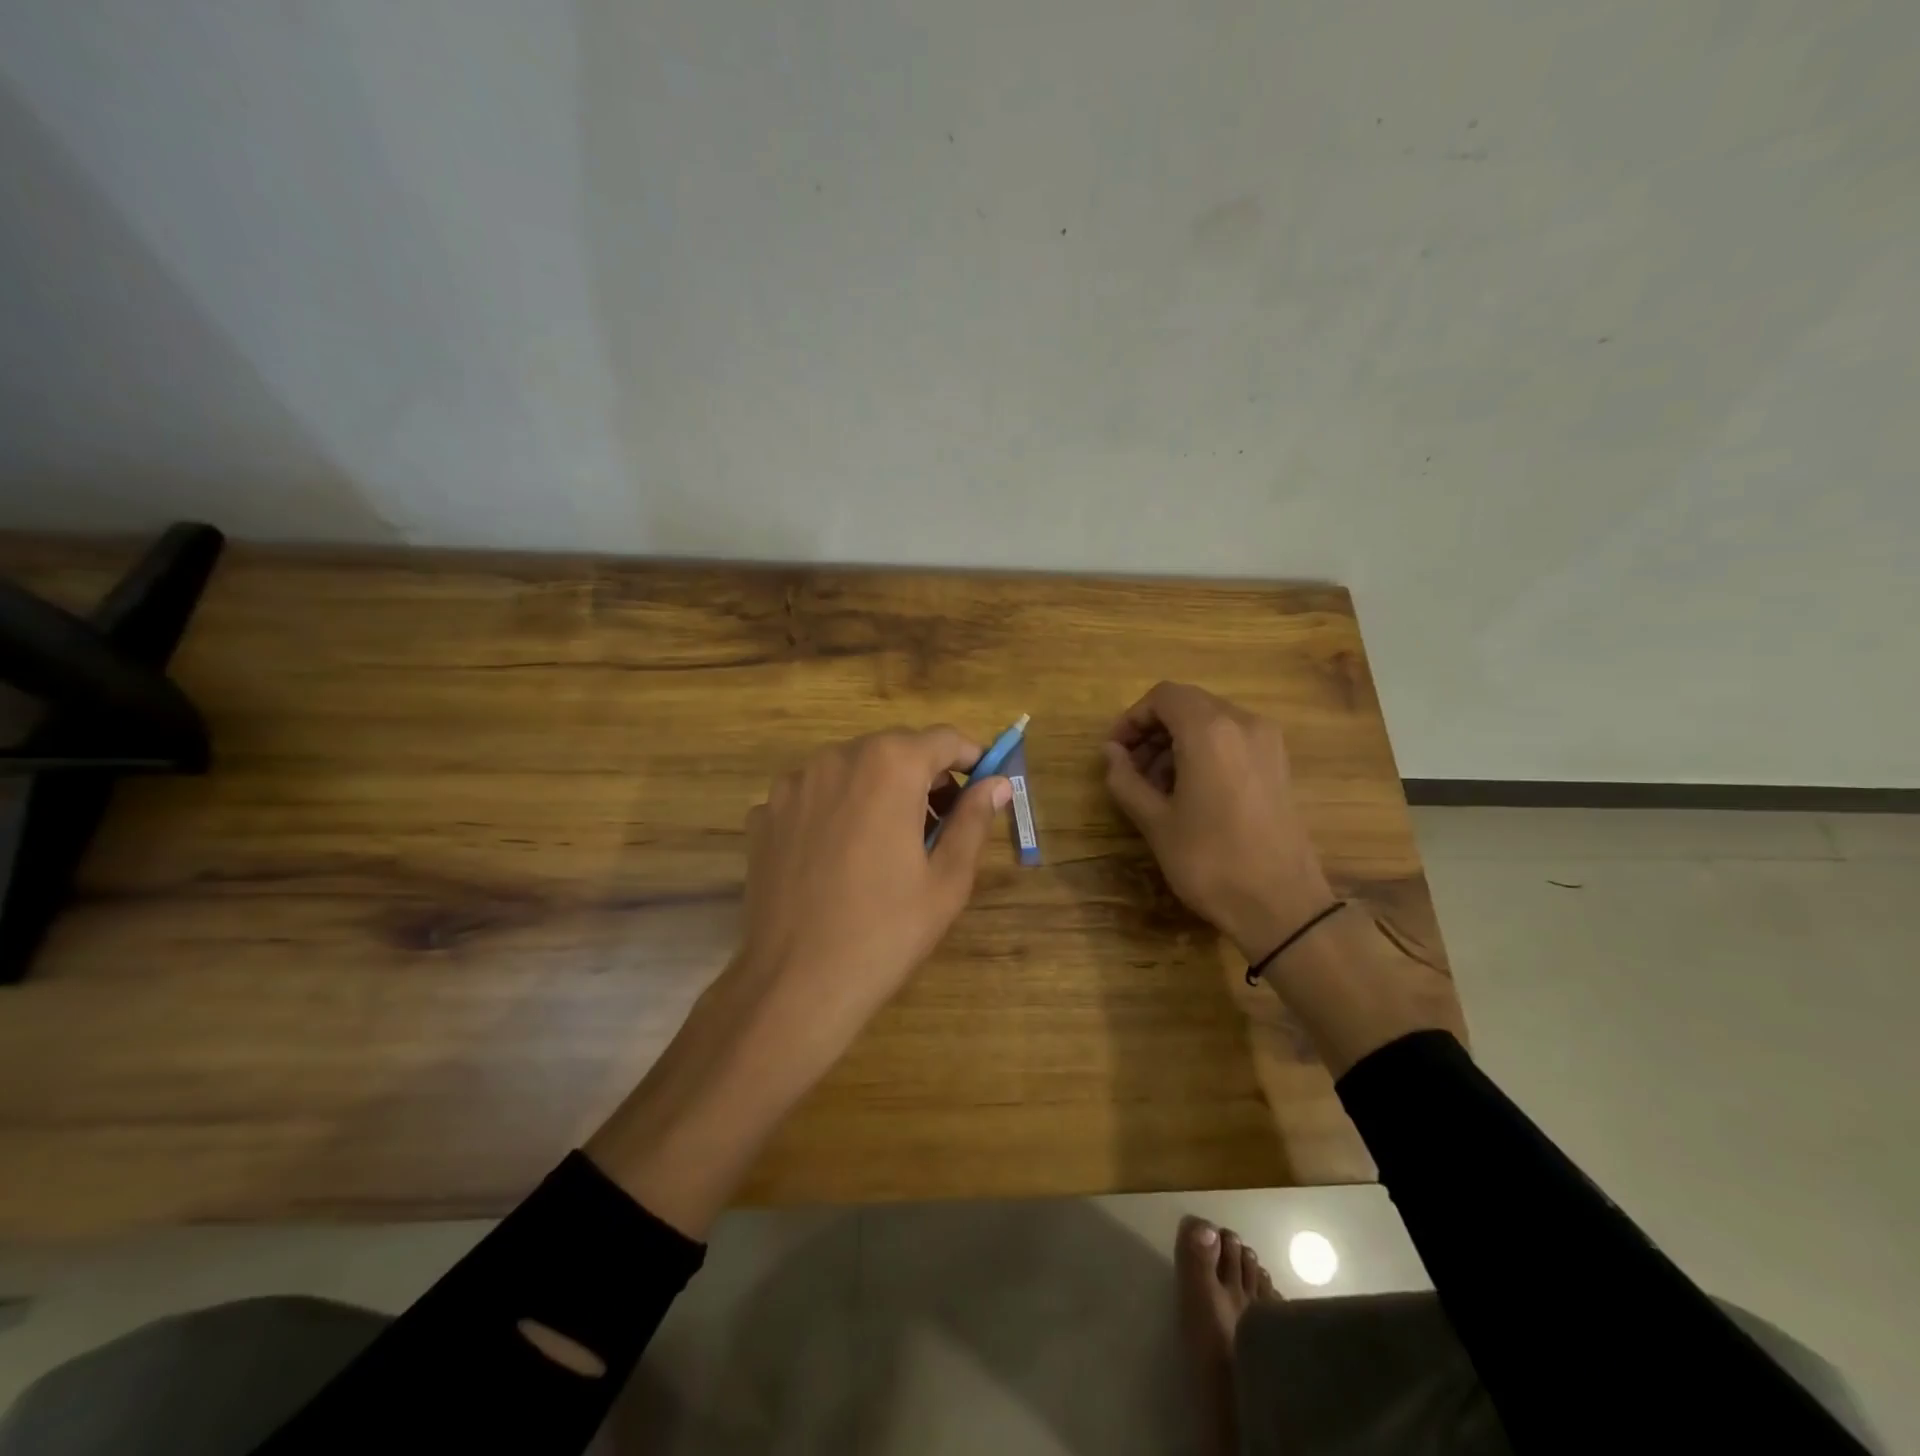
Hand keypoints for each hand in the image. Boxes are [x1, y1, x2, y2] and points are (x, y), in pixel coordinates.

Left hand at [587, 726, 1007, 1237]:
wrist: (795, 985)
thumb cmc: (886, 931)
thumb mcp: (947, 879)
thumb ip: (974, 820)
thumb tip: (998, 784)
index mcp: (888, 766)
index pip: (943, 739)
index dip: (970, 759)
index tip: (983, 788)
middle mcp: (836, 759)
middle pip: (894, 750)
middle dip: (924, 777)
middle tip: (940, 827)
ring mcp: (792, 785)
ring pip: (852, 771)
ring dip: (879, 792)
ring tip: (889, 846)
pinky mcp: (764, 815)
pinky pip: (815, 798)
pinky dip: (837, 812)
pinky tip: (840, 861)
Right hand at [1103, 682, 1333, 960]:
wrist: (1281, 905)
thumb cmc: (1210, 861)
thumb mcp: (1155, 821)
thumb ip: (1125, 779)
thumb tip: (1111, 753)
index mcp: (1210, 731)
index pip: (1163, 697)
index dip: (1132, 719)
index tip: (1115, 752)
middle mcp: (1244, 723)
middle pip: (1188, 704)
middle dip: (1154, 731)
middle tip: (1131, 770)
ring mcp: (1268, 743)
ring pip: (1211, 721)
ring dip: (1177, 742)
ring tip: (1158, 787)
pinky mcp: (1279, 764)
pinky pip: (1233, 740)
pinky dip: (1205, 751)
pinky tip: (1191, 792)